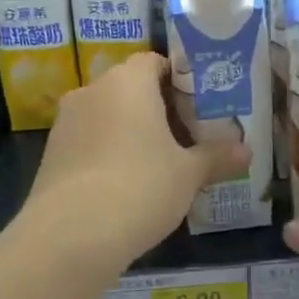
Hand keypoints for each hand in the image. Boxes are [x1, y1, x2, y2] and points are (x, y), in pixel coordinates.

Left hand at [25, 53, 247, 264]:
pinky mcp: (51, 156)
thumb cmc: (140, 187)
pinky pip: (90, 142)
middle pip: (130, 88)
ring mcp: (66, 124)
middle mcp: (92, 92)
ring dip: (132, 131)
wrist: (70, 237)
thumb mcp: (189, 174)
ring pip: (108, 116)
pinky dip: (109, 153)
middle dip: (158, 108)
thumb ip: (217, 157)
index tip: (200, 102)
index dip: (179, 78)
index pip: (154, 62)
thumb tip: (246, 151)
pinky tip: (129, 183)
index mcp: (128, 82)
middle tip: (189, 133)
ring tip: (161, 161)